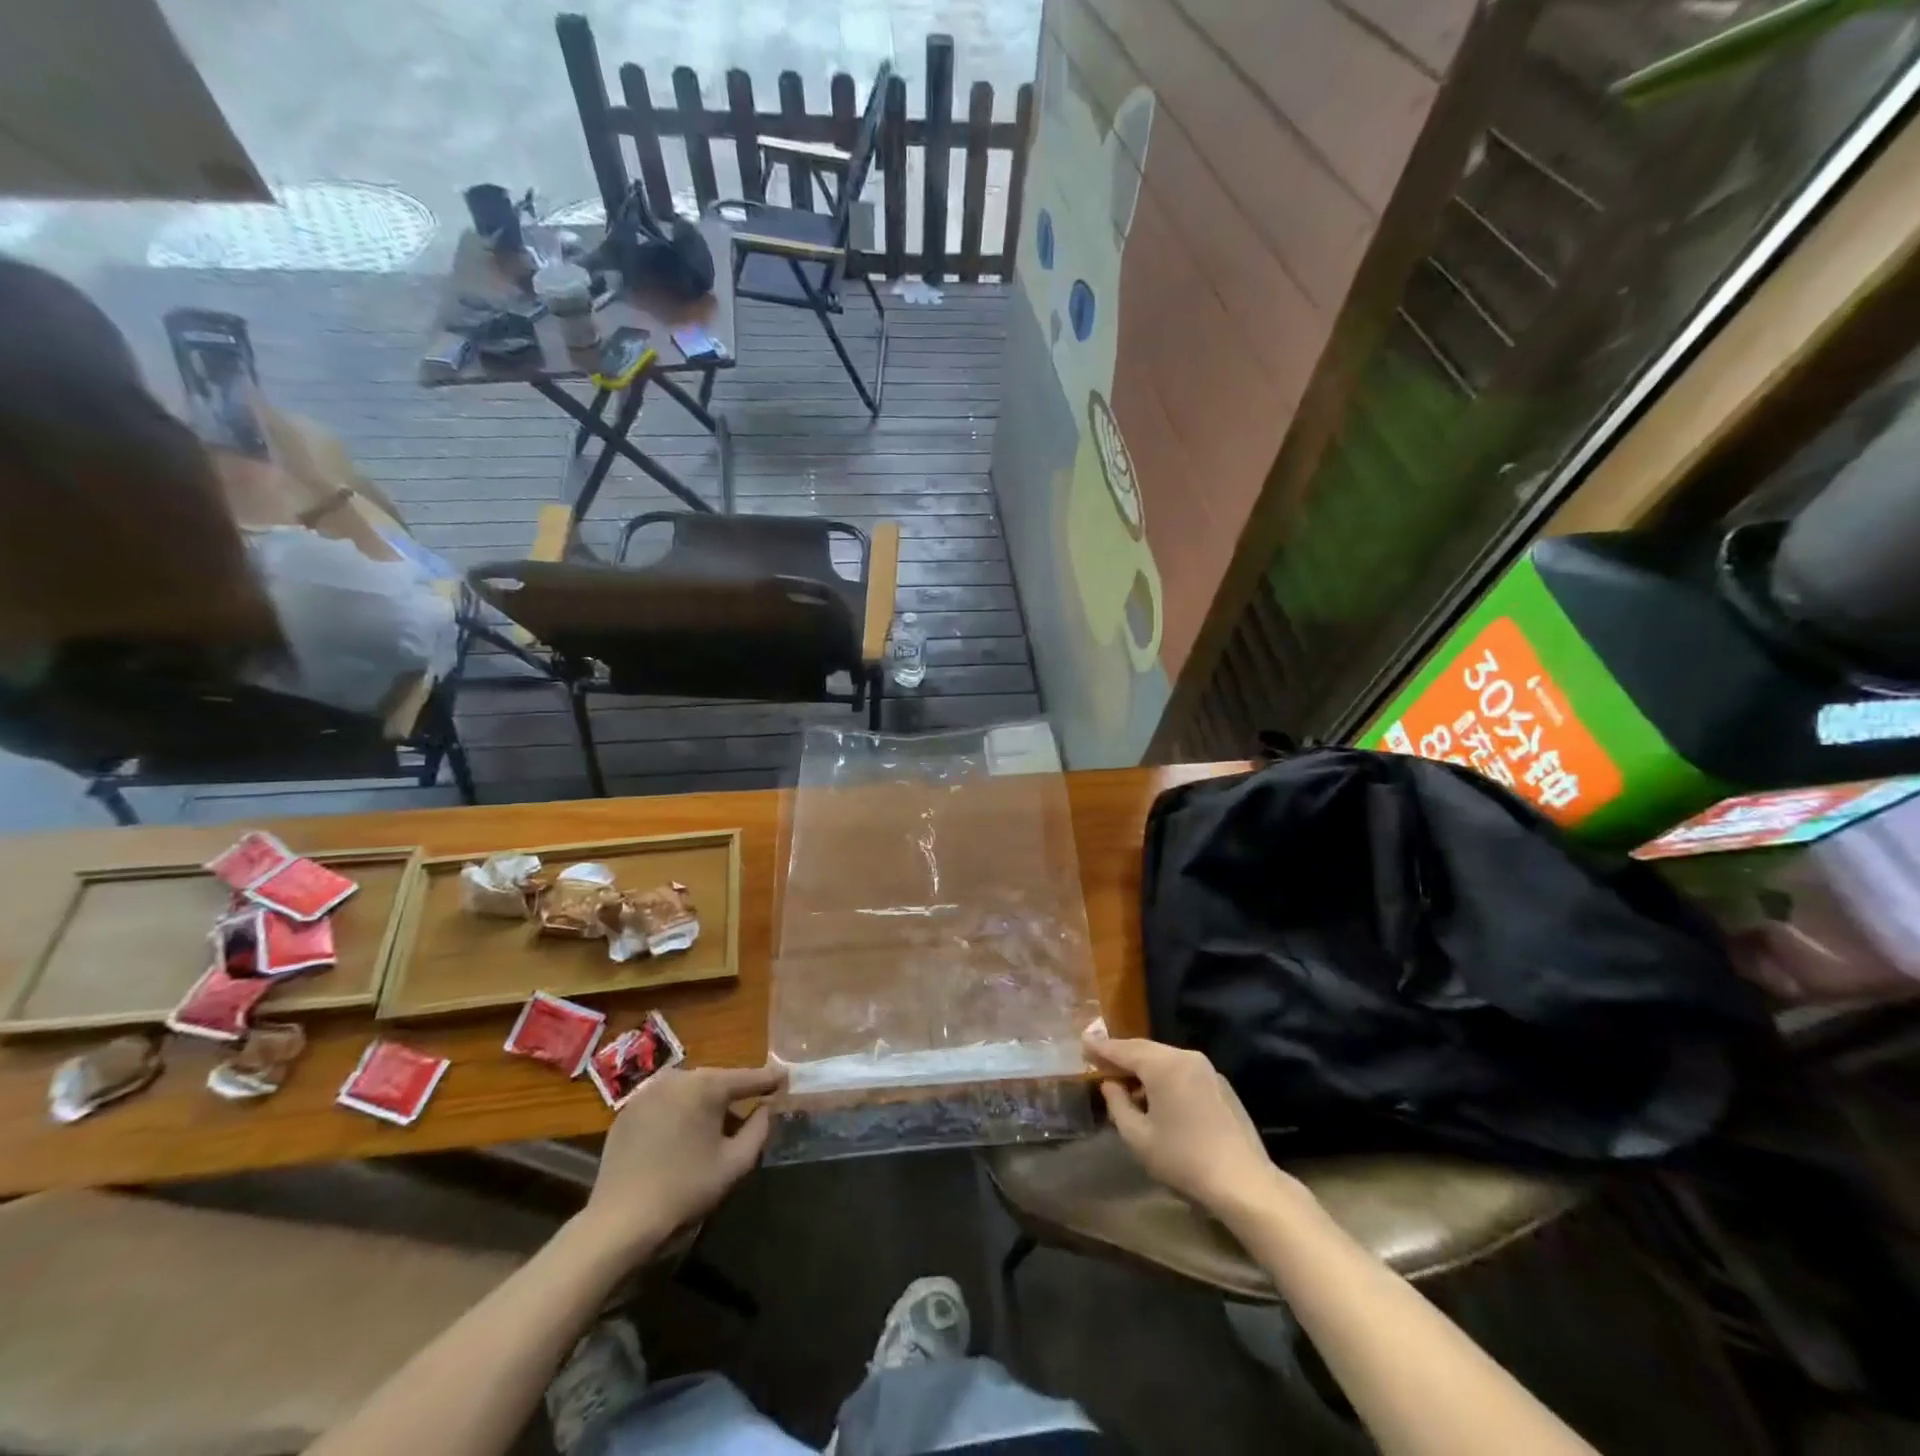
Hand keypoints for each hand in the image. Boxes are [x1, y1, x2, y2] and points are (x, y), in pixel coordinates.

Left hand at [577, 1063, 785, 1258]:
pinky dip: (679, 1111)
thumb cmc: (685, 1189)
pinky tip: (682, 1134)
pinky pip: (665, 1102)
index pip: (746, 1078)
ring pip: (689, 1089)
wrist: (620, 1221)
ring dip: (705, 1102)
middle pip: (716, 1080)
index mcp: (705, 1086)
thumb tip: (765, 1108)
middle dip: (734, 1092)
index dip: (769, 1080)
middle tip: (753, 1104)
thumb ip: (759, 1129)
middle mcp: (677, 1077)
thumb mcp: (735, 1163)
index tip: (785, 1078)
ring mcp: (648, 1091)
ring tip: (717, 1123)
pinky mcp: (628, 1110)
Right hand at [1086, 1034, 1296, 1217]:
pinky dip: (1164, 1074)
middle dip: (1122, 1054)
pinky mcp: (1219, 1084)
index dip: (1101, 1048)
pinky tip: (1157, 1094)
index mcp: (1163, 1065)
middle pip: (1145, 1049)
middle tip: (1100, 1059)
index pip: (1124, 1049)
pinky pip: (1182, 1069)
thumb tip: (1111, 1084)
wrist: (1244, 1182)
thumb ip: (1118, 1105)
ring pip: (1165, 1058)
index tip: (1083, 1043)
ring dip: (1144, 1066)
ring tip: (1125, 1079)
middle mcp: (1185, 1056)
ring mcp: (1206, 1069)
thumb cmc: (1184, 1159)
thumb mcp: (1139, 1138)